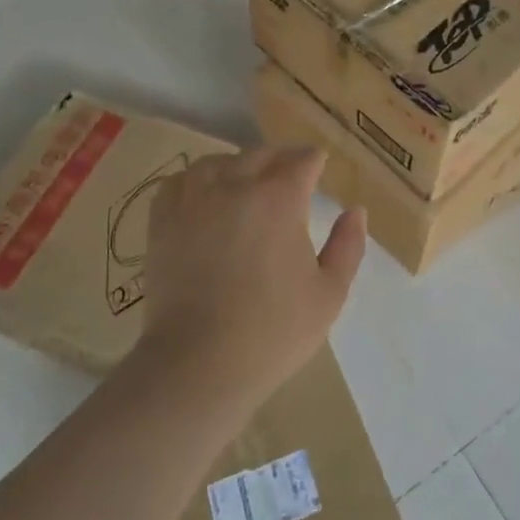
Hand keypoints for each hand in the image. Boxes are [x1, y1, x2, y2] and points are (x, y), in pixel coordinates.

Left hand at [139, 147, 365, 410]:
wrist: (199, 365)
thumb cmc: (273, 331)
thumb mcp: (330, 293)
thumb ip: (348, 246)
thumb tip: (355, 211)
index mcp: (280, 199)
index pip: (302, 160)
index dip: (315, 161)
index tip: (320, 166)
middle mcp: (235, 186)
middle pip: (261, 154)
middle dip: (281, 159)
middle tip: (291, 174)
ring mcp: (194, 201)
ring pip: (218, 162)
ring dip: (238, 165)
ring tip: (246, 180)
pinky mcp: (163, 222)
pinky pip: (178, 182)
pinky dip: (195, 180)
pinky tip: (204, 195)